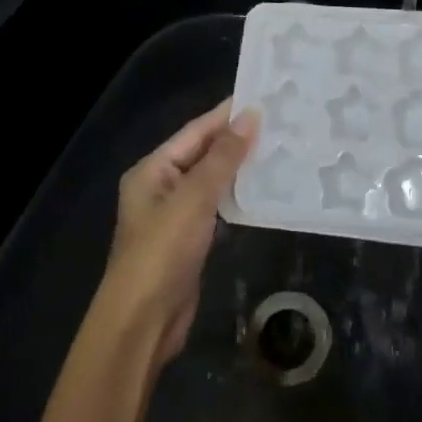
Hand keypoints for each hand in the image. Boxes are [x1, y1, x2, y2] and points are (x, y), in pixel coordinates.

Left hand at [99, 101, 258, 360]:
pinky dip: (237, 194)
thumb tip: (251, 116)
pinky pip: (216, 205)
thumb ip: (223, 156)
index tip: (263, 98)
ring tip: (277, 148)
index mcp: (153, 169)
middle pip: (203, 153)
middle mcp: (161, 186)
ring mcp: (175, 214)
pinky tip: (262, 188)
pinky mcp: (189, 239)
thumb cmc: (162, 251)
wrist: (142, 323)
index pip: (196, 131)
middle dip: (237, 139)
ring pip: (212, 179)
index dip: (228, 115)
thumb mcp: (194, 198)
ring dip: (240, 166)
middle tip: (279, 122)